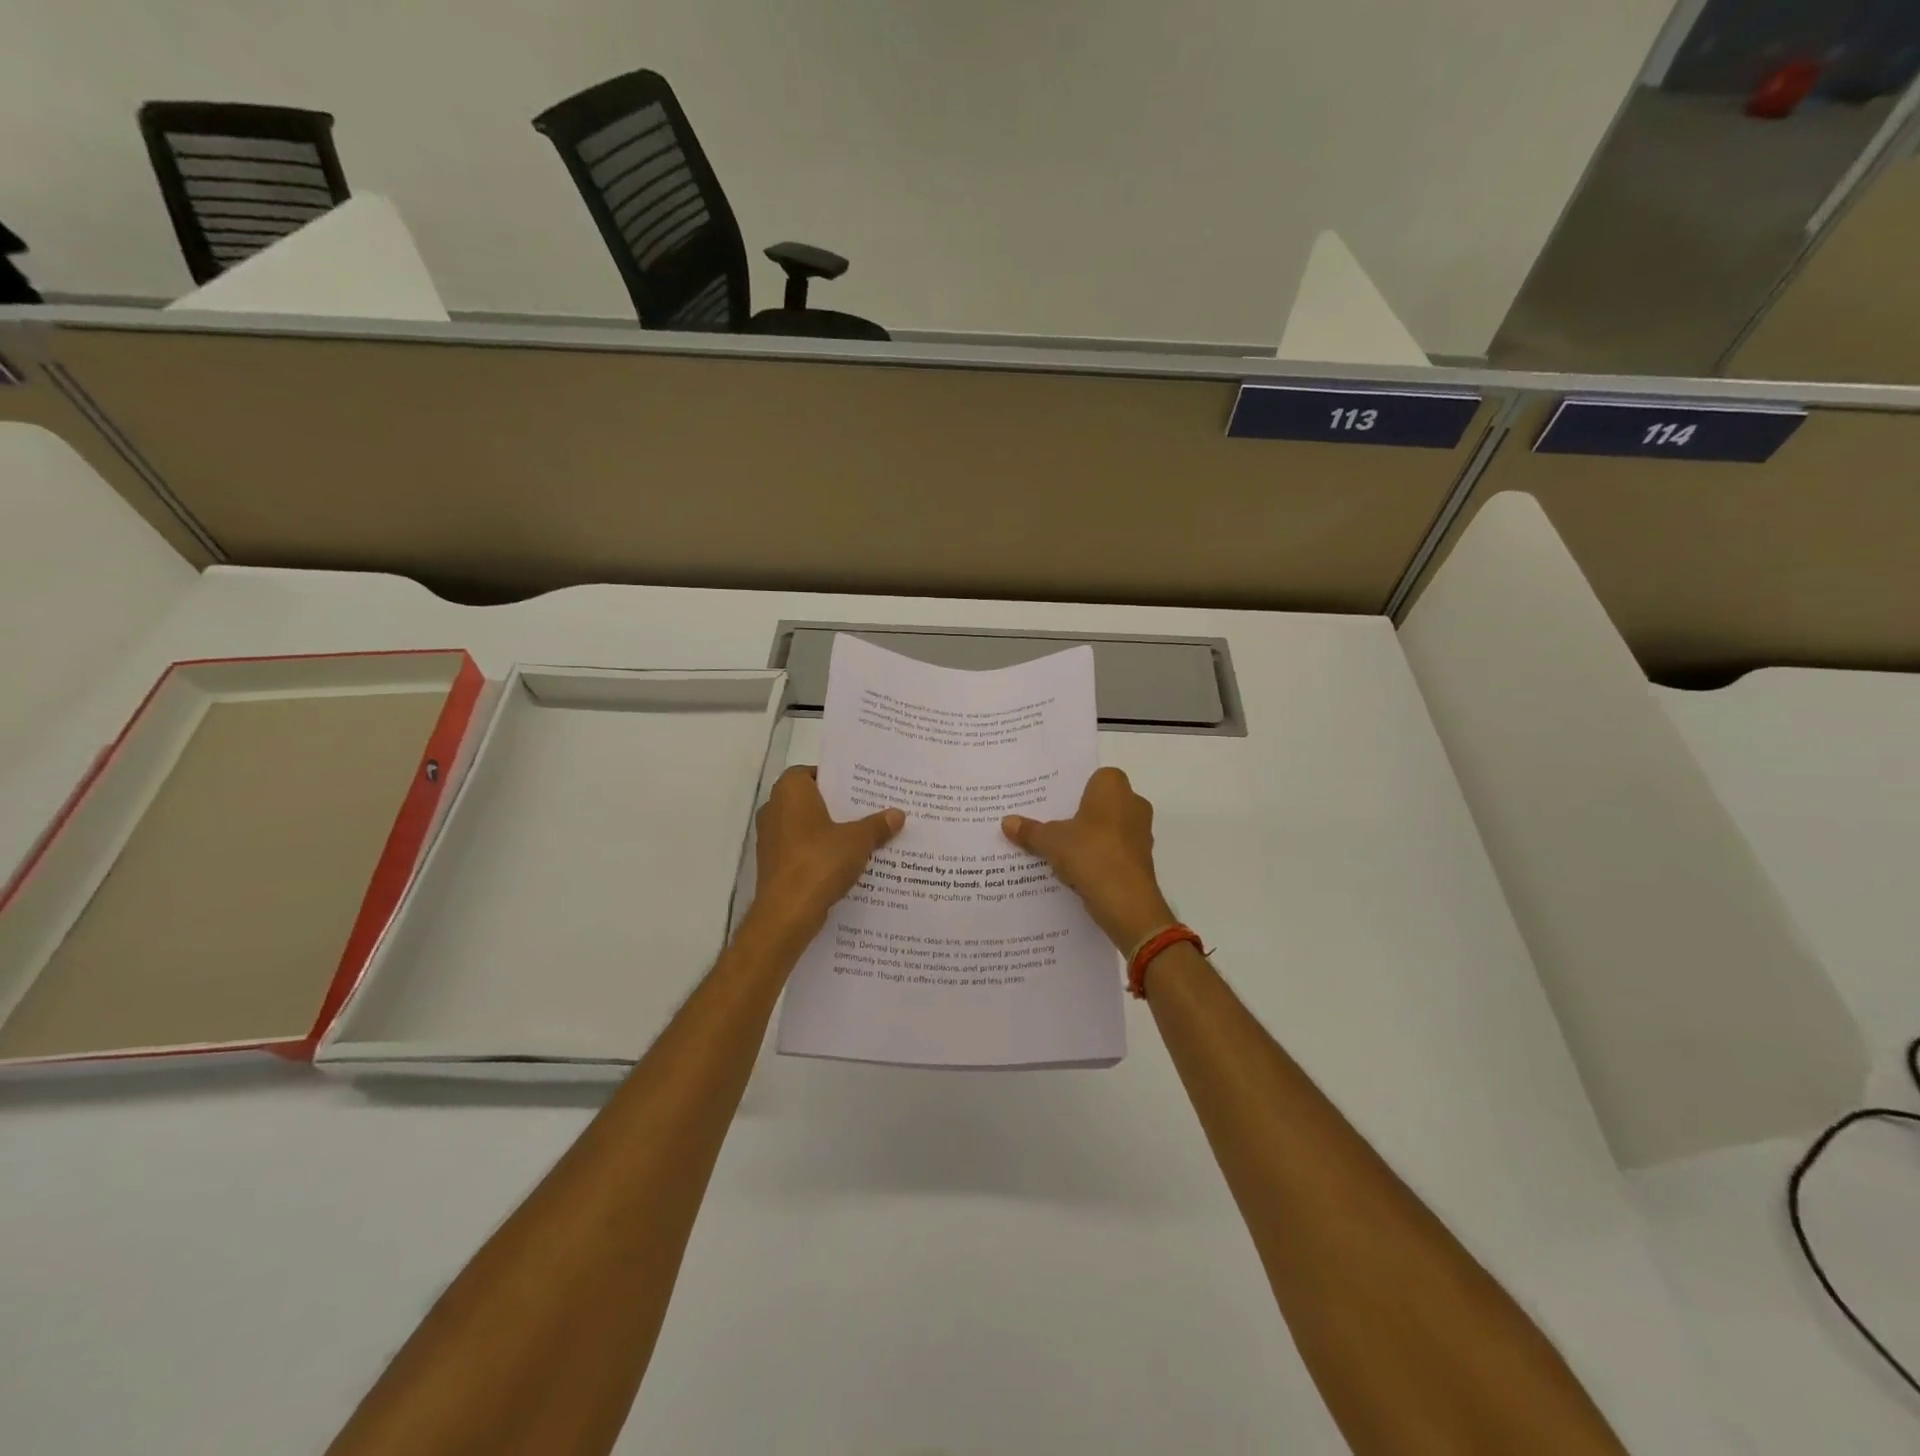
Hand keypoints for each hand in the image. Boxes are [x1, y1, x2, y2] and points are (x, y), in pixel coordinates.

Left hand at [749, 766, 903, 939]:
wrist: (787, 913)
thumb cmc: (820, 861)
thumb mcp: (858, 840)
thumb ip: (877, 825)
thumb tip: (898, 814)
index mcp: (790, 791)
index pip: (813, 772)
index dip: (836, 780)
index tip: (860, 789)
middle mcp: (774, 808)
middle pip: (811, 800)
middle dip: (838, 807)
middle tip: (868, 810)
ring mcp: (770, 838)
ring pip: (806, 826)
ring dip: (829, 831)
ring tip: (863, 836)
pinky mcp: (773, 863)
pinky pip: (800, 848)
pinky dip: (819, 851)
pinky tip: (846, 861)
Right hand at [1002, 767, 1174, 951]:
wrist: (1125, 900)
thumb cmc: (1089, 853)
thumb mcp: (1050, 841)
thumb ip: (1030, 830)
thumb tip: (1006, 822)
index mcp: (1113, 787)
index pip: (1096, 777)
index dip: (1077, 789)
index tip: (1056, 803)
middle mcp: (1133, 803)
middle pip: (1103, 803)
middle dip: (1083, 813)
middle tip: (1054, 824)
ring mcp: (1141, 832)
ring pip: (1111, 827)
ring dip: (1092, 837)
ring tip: (1062, 849)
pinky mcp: (1142, 859)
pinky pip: (1116, 850)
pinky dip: (1100, 856)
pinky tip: (1078, 870)